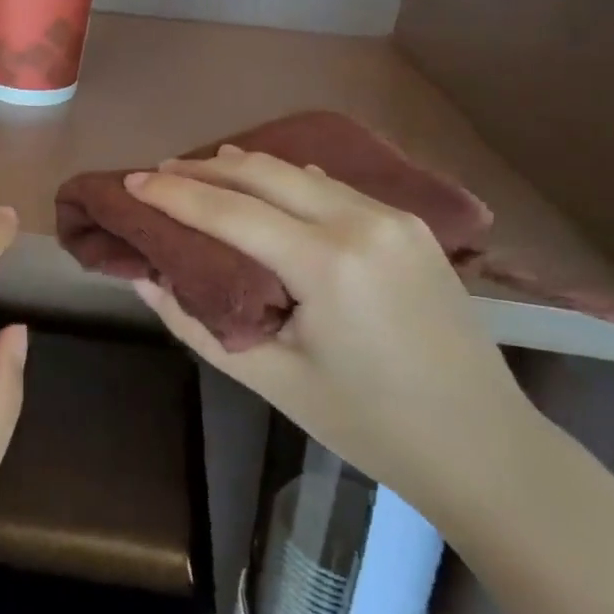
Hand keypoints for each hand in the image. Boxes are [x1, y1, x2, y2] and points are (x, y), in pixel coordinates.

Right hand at [124, 147, 532, 516]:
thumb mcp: (271, 379)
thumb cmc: (368, 424)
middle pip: (262, 172)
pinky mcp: (409, 223)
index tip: (131, 181)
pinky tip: (260, 186)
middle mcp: (361, 222)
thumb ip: (196, 322)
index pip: (229, 210)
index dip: (173, 193)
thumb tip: (145, 277)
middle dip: (201, 168)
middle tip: (156, 172)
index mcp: (327, 264)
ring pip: (297, 171)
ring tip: (195, 173)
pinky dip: (285, 180)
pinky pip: (330, 186)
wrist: (483, 445)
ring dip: (241, 168)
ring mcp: (392, 217)